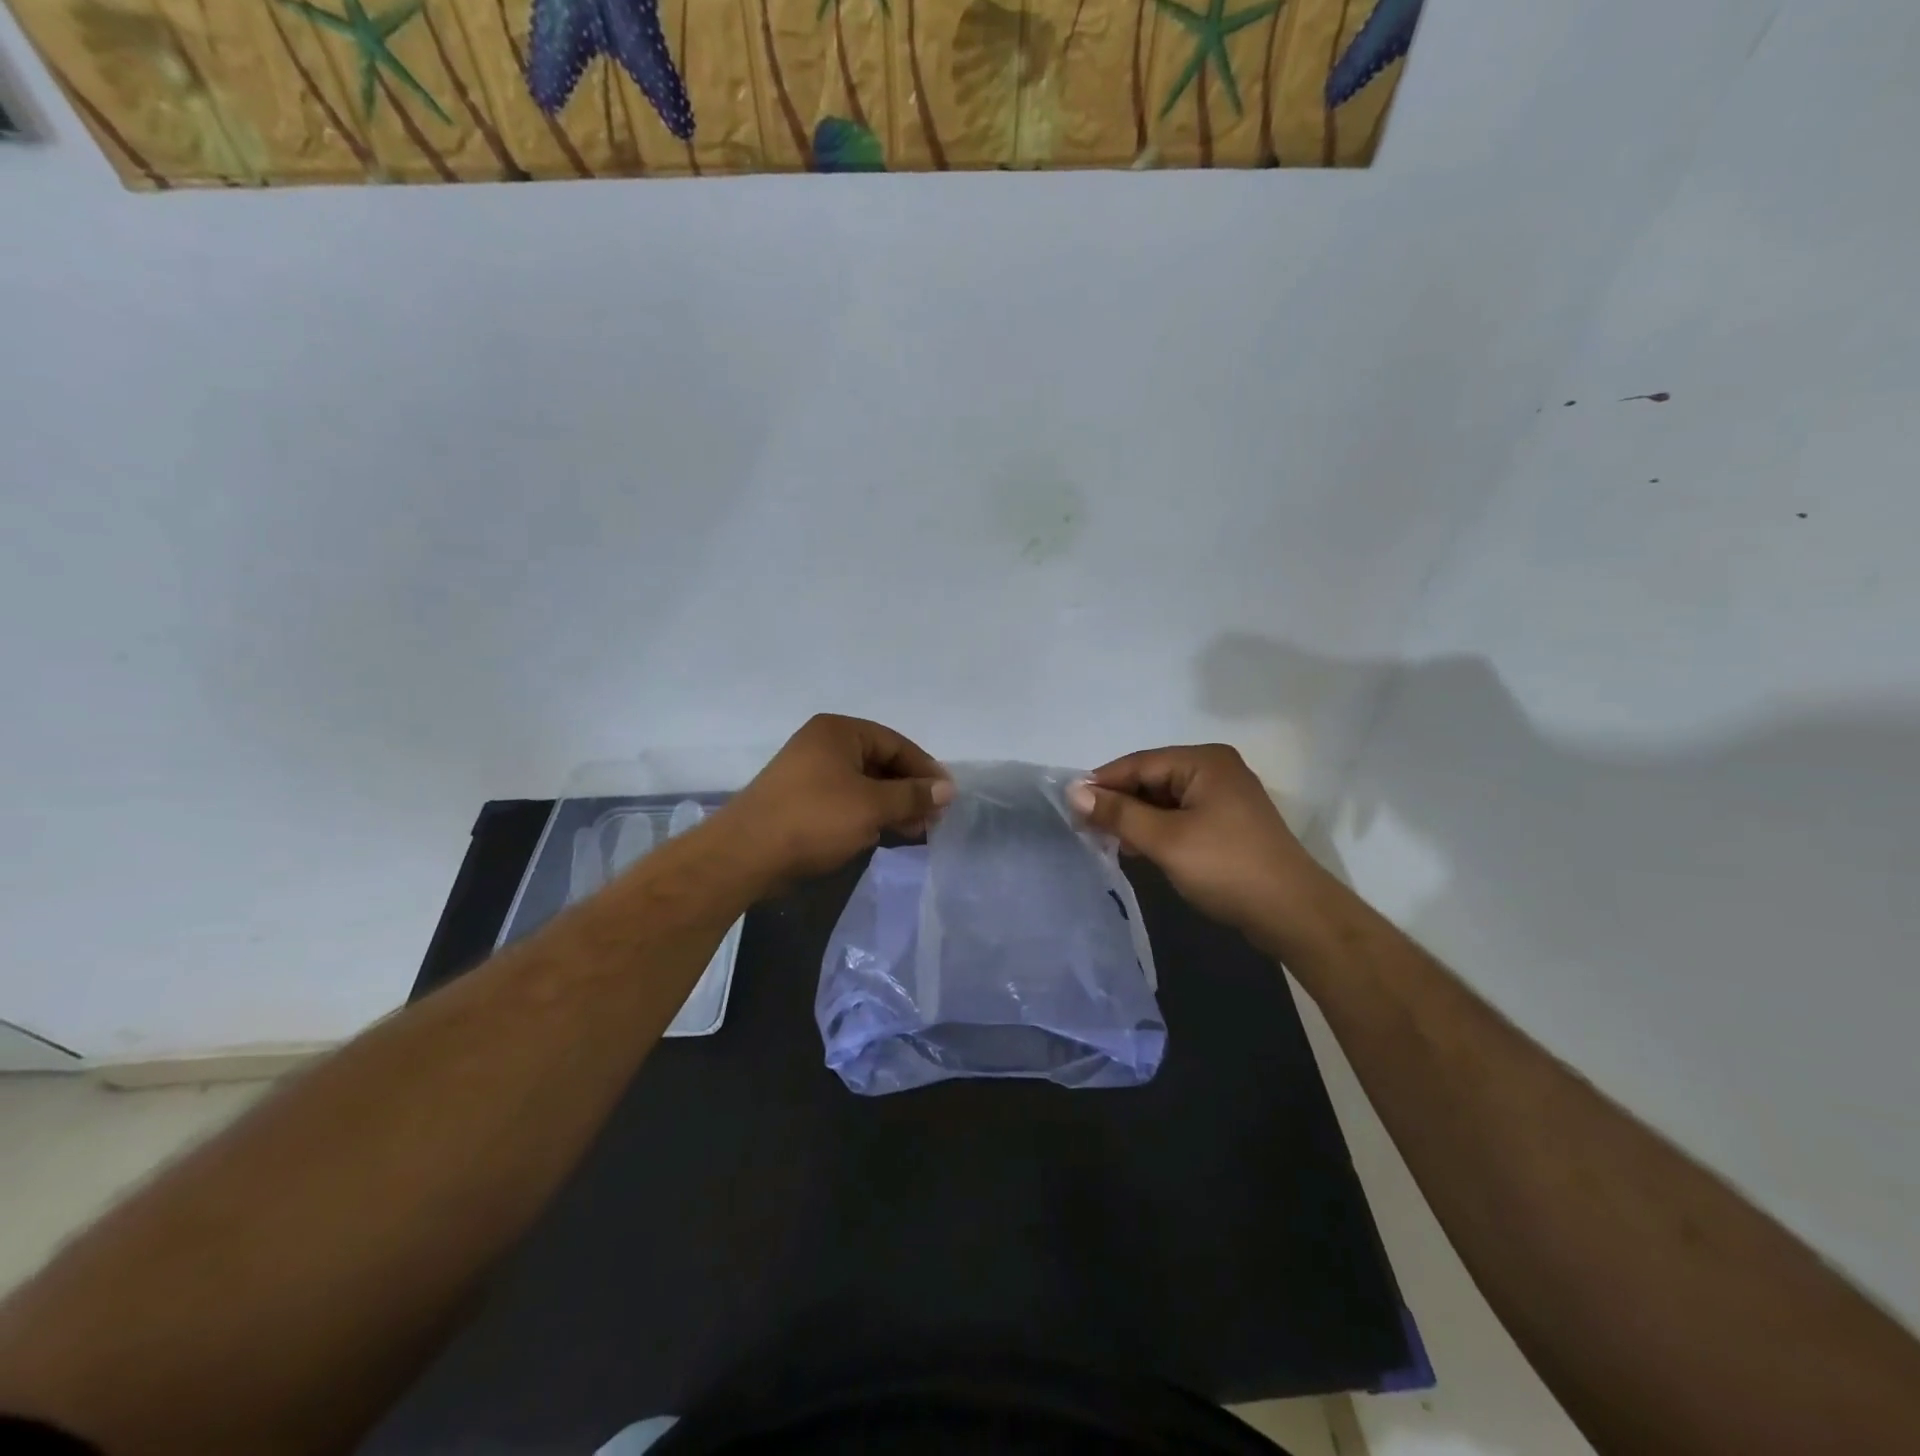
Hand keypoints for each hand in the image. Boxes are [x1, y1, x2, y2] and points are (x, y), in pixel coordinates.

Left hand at [719, 714, 951, 886]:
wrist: (746, 855)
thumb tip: (948, 788)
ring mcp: (809, 774)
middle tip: (934, 818)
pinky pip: (846, 802)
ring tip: (916, 831)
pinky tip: (884, 835)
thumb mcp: (872, 805)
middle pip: (880, 763)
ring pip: (864, 785)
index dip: (924, 769)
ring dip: (891, 806)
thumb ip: (912, 795)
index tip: (947, 795)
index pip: (895, 743)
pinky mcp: (801, 802)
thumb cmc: (814, 818)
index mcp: (838, 731)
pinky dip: (868, 815)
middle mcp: (823, 745)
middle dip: (909, 791)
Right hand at [1066, 744, 1331, 943]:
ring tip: (1108, 842)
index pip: (1139, 763)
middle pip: (1152, 779)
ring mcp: (1224, 797)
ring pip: (1164, 800)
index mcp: (1204, 761)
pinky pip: (1180, 817)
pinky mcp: (1227, 823)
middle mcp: (1215, 770)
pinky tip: (1139, 849)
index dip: (1102, 783)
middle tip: (1085, 828)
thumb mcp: (1165, 839)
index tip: (1069, 805)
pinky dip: (1157, 830)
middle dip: (1119, 803)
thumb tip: (1073, 792)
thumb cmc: (1226, 867)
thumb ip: (1118, 814)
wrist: (1292, 913)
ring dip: (1136, 819)